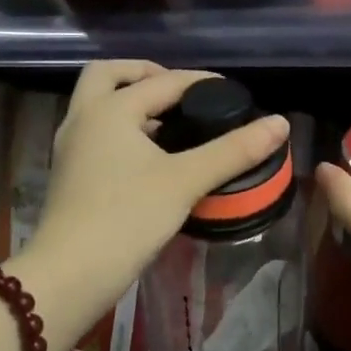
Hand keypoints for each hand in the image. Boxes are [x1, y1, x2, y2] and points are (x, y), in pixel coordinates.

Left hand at [14, 62, 289, 346]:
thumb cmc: (127, 218)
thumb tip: (280, 123)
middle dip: (144, 74)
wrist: (69, 275)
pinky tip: (151, 155)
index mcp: (110, 109)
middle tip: (180, 92)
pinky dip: (122, 128)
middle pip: (109, 75)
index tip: (232, 92)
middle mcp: (83, 118)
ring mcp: (70, 147)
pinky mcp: (69, 173)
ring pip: (98, 104)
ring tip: (172, 122)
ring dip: (130, 101)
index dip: (201, 82)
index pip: (163, 81)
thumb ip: (233, 150)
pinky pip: (96, 132)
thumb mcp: (186, 181)